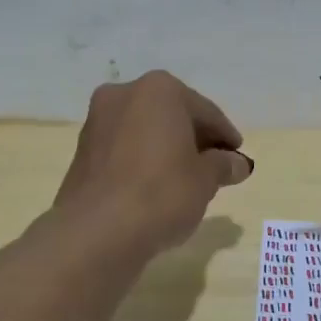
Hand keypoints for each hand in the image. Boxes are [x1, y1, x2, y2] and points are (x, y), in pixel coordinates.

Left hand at [55, 71, 253, 252]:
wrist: (97, 231)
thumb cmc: (162, 193)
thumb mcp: (205, 179)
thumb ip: (223, 165)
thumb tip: (237, 163)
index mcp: (159, 90)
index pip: (205, 111)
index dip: (225, 136)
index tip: (238, 156)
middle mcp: (124, 95)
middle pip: (172, 116)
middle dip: (195, 139)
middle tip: (216, 167)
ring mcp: (98, 121)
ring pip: (146, 131)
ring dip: (168, 149)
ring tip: (188, 180)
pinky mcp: (83, 152)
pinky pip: (125, 150)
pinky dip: (144, 161)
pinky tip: (157, 187)